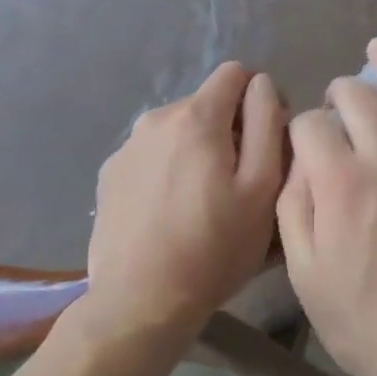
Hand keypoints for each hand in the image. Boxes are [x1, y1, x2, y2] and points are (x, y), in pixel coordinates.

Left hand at [86, 62, 286, 335]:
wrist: (140, 302)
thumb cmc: (215, 247)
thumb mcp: (262, 186)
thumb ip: (267, 122)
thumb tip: (262, 85)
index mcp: (196, 117)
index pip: (236, 73)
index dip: (261, 99)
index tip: (268, 141)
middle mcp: (156, 119)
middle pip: (208, 104)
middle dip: (230, 129)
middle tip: (241, 183)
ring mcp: (126, 147)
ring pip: (179, 131)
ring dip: (198, 151)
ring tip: (205, 202)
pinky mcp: (109, 176)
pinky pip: (152, 156)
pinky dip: (169, 170)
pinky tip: (172, 214)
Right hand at [277, 41, 376, 375]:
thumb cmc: (368, 322)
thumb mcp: (306, 276)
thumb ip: (294, 210)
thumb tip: (299, 163)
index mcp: (339, 184)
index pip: (311, 127)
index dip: (302, 129)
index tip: (306, 143)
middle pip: (358, 100)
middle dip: (341, 91)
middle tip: (339, 97)